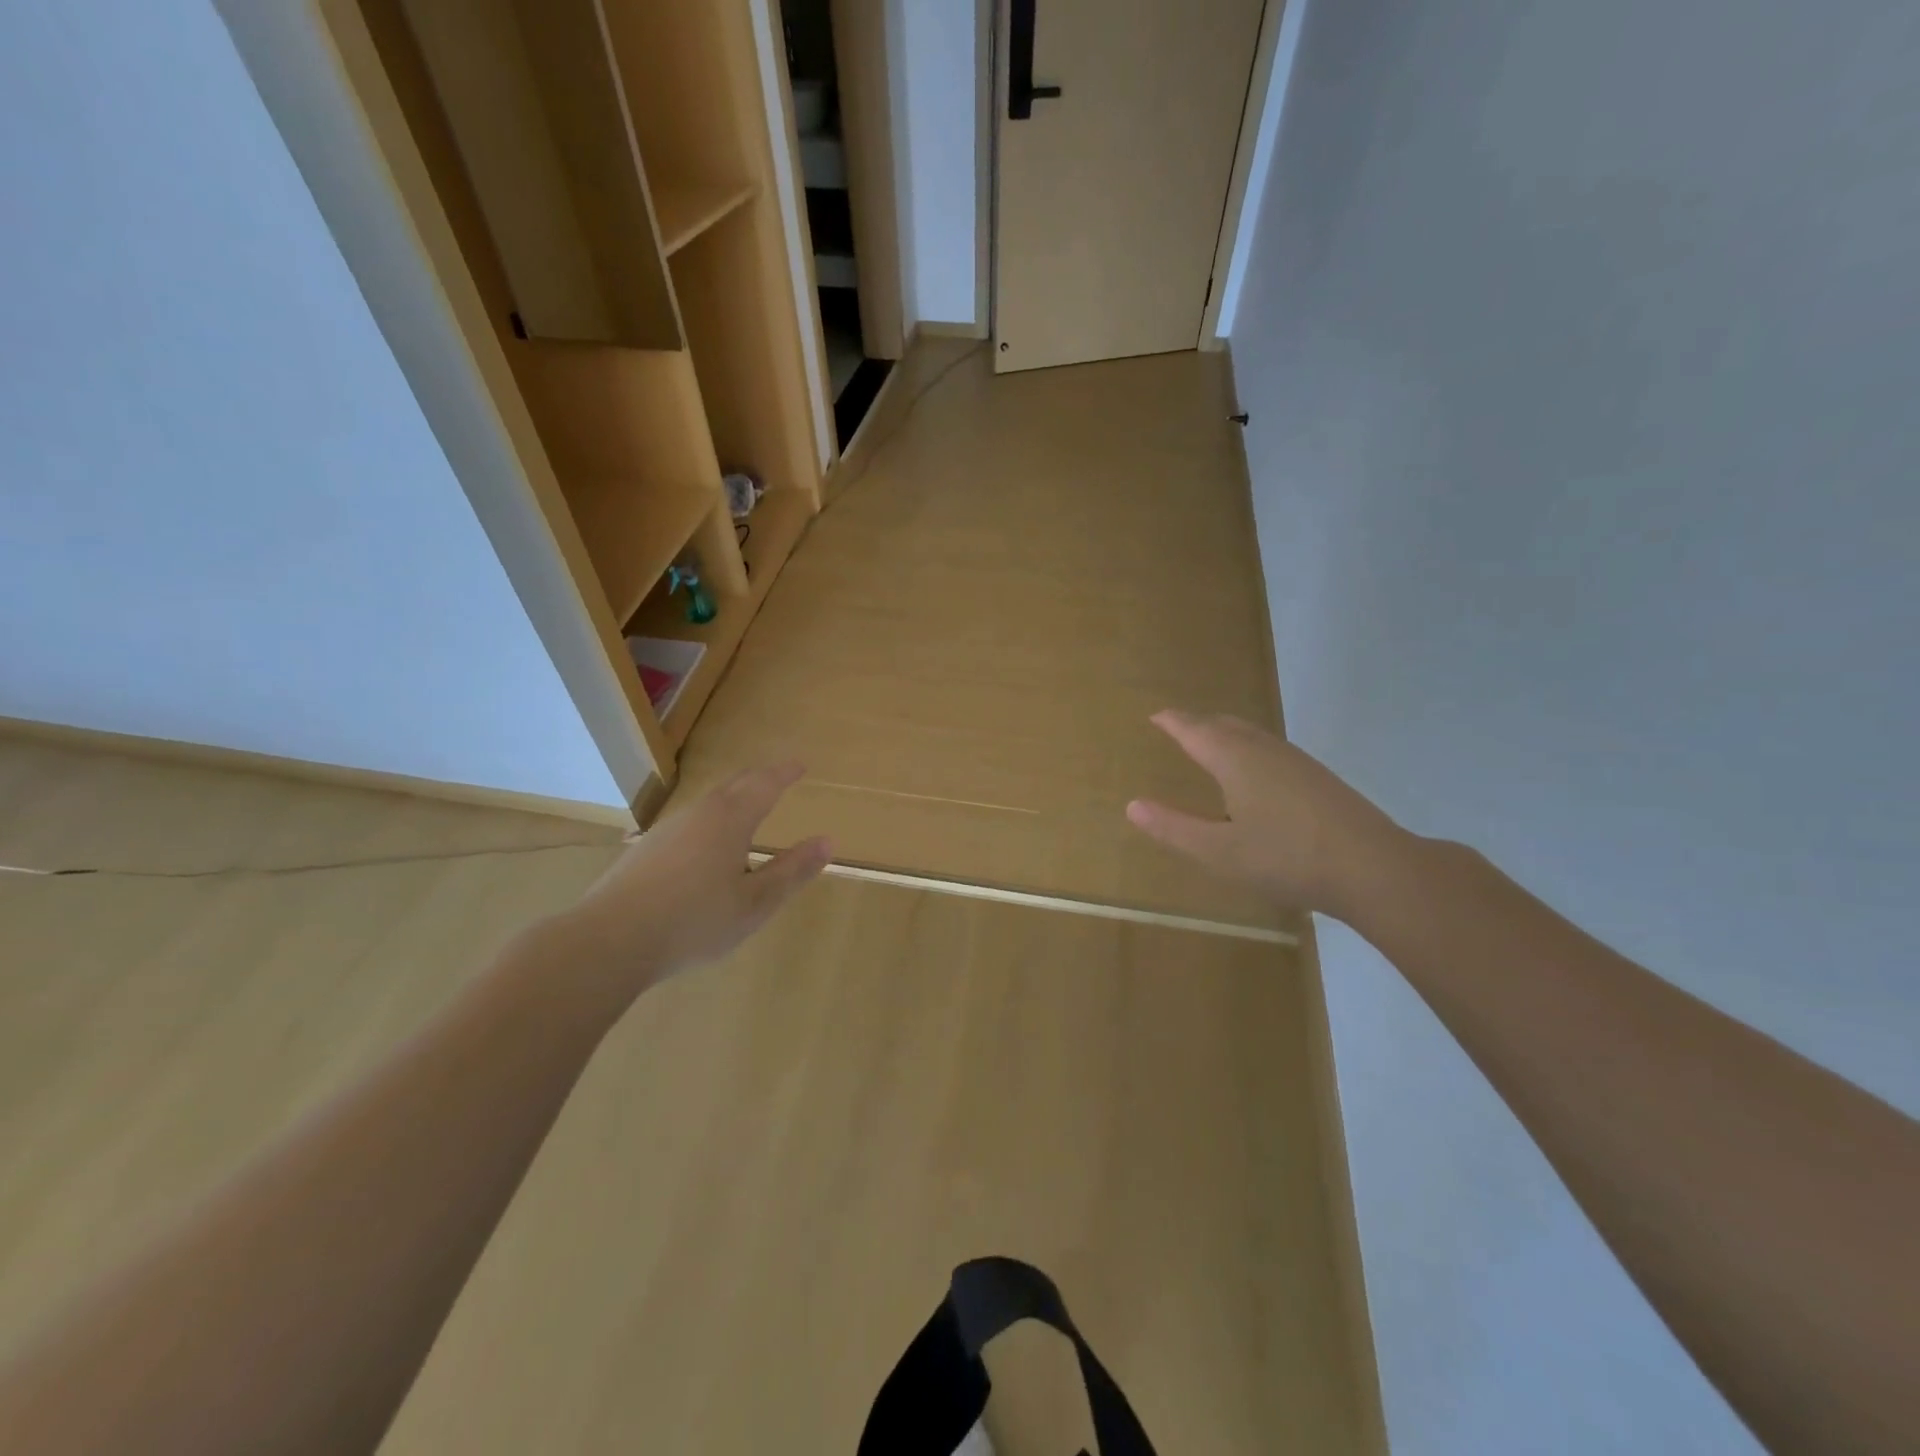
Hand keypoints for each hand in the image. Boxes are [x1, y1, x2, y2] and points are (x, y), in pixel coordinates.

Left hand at [554, 763, 830, 1000]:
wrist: (608, 941)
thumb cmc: (694, 921)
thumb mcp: (755, 904)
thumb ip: (792, 871)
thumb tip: (827, 841)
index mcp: (730, 820)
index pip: (764, 784)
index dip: (784, 773)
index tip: (800, 765)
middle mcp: (698, 814)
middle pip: (734, 786)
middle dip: (759, 779)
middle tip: (777, 778)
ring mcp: (667, 830)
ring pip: (708, 804)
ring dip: (733, 800)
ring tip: (747, 811)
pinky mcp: (645, 850)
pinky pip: (689, 823)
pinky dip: (710, 822)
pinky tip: (706, 849)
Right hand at [1126, 711, 1408, 919]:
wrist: (1373, 868)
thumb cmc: (1286, 858)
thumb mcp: (1219, 852)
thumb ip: (1174, 828)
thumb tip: (1133, 805)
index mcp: (1235, 760)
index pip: (1195, 730)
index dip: (1173, 722)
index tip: (1156, 715)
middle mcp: (1265, 750)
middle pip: (1225, 724)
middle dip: (1198, 722)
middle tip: (1178, 725)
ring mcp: (1296, 761)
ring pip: (1252, 734)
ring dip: (1225, 732)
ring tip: (1210, 742)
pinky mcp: (1318, 778)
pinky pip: (1270, 748)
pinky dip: (1248, 747)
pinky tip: (1255, 772)